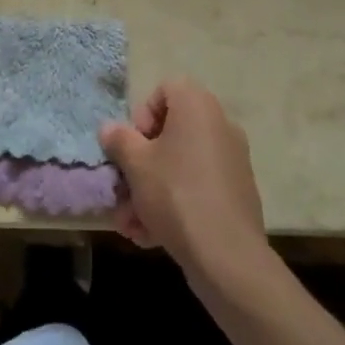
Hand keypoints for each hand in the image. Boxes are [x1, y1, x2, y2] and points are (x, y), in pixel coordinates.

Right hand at [100, 79, 268, 287]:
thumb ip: (119, 140)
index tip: (133, 145)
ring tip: (130, 223)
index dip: (142, 114)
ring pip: (180, 166)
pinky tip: (149, 235)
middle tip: (123, 188)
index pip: (165, 89)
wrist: (226, 255)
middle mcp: (220, 126)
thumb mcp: (135, 164)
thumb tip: (109, 128)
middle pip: (170, 133)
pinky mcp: (236, 193)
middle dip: (141, 163)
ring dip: (150, 190)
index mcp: (198, 107)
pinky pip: (196, 187)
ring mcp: (231, 161)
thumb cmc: (175, 194)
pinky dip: (173, 204)